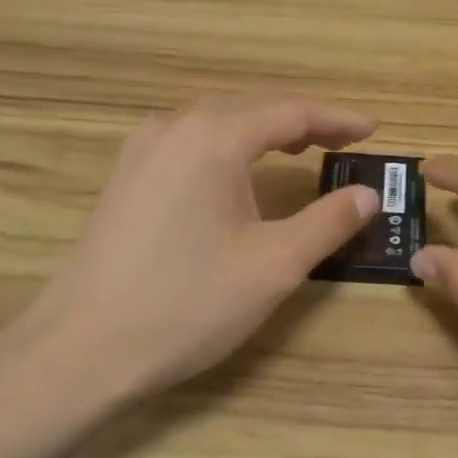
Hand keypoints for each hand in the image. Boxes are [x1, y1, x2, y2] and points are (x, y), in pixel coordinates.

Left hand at [0, 96, 378, 415]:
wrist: (85, 348)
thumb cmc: (189, 303)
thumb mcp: (275, 265)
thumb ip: (328, 222)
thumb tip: (367, 195)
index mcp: (212, 138)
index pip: (289, 112)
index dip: (336, 119)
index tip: (372, 130)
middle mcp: (172, 129)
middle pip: (250, 109)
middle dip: (301, 122)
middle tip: (343, 142)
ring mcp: (141, 152)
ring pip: (216, 124)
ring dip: (263, 132)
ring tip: (300, 151)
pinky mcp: (125, 179)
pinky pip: (189, 145)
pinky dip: (229, 148)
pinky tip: (239, 175)